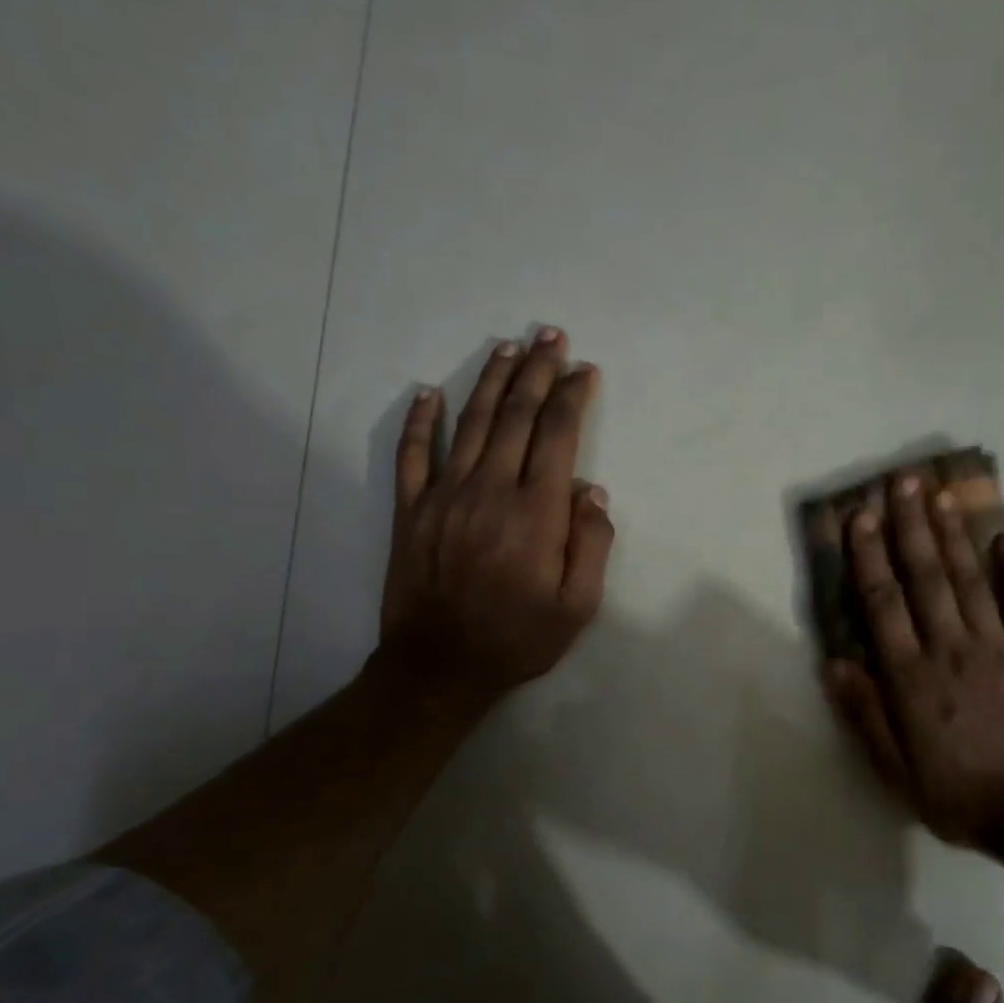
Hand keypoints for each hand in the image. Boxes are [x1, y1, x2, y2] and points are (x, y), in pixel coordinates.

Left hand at [377, 328, 611, 713]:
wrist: (439, 667)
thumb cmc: (518, 639)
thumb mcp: (578, 606)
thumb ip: (592, 544)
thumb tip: (591, 491)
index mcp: (536, 512)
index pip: (558, 436)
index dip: (573, 396)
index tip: (585, 370)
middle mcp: (491, 490)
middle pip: (517, 415)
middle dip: (538, 371)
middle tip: (551, 336)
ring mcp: (445, 495)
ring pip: (472, 422)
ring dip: (492, 381)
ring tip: (509, 348)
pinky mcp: (411, 509)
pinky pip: (413, 454)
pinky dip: (421, 420)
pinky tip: (430, 392)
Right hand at [822, 475, 1003, 846]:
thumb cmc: (956, 794)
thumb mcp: (894, 770)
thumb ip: (864, 714)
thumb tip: (835, 663)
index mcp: (912, 678)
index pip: (883, 604)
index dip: (868, 558)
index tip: (859, 518)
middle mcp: (951, 650)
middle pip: (926, 577)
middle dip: (910, 527)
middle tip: (901, 483)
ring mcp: (997, 648)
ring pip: (970, 580)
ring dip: (953, 535)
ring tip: (940, 495)